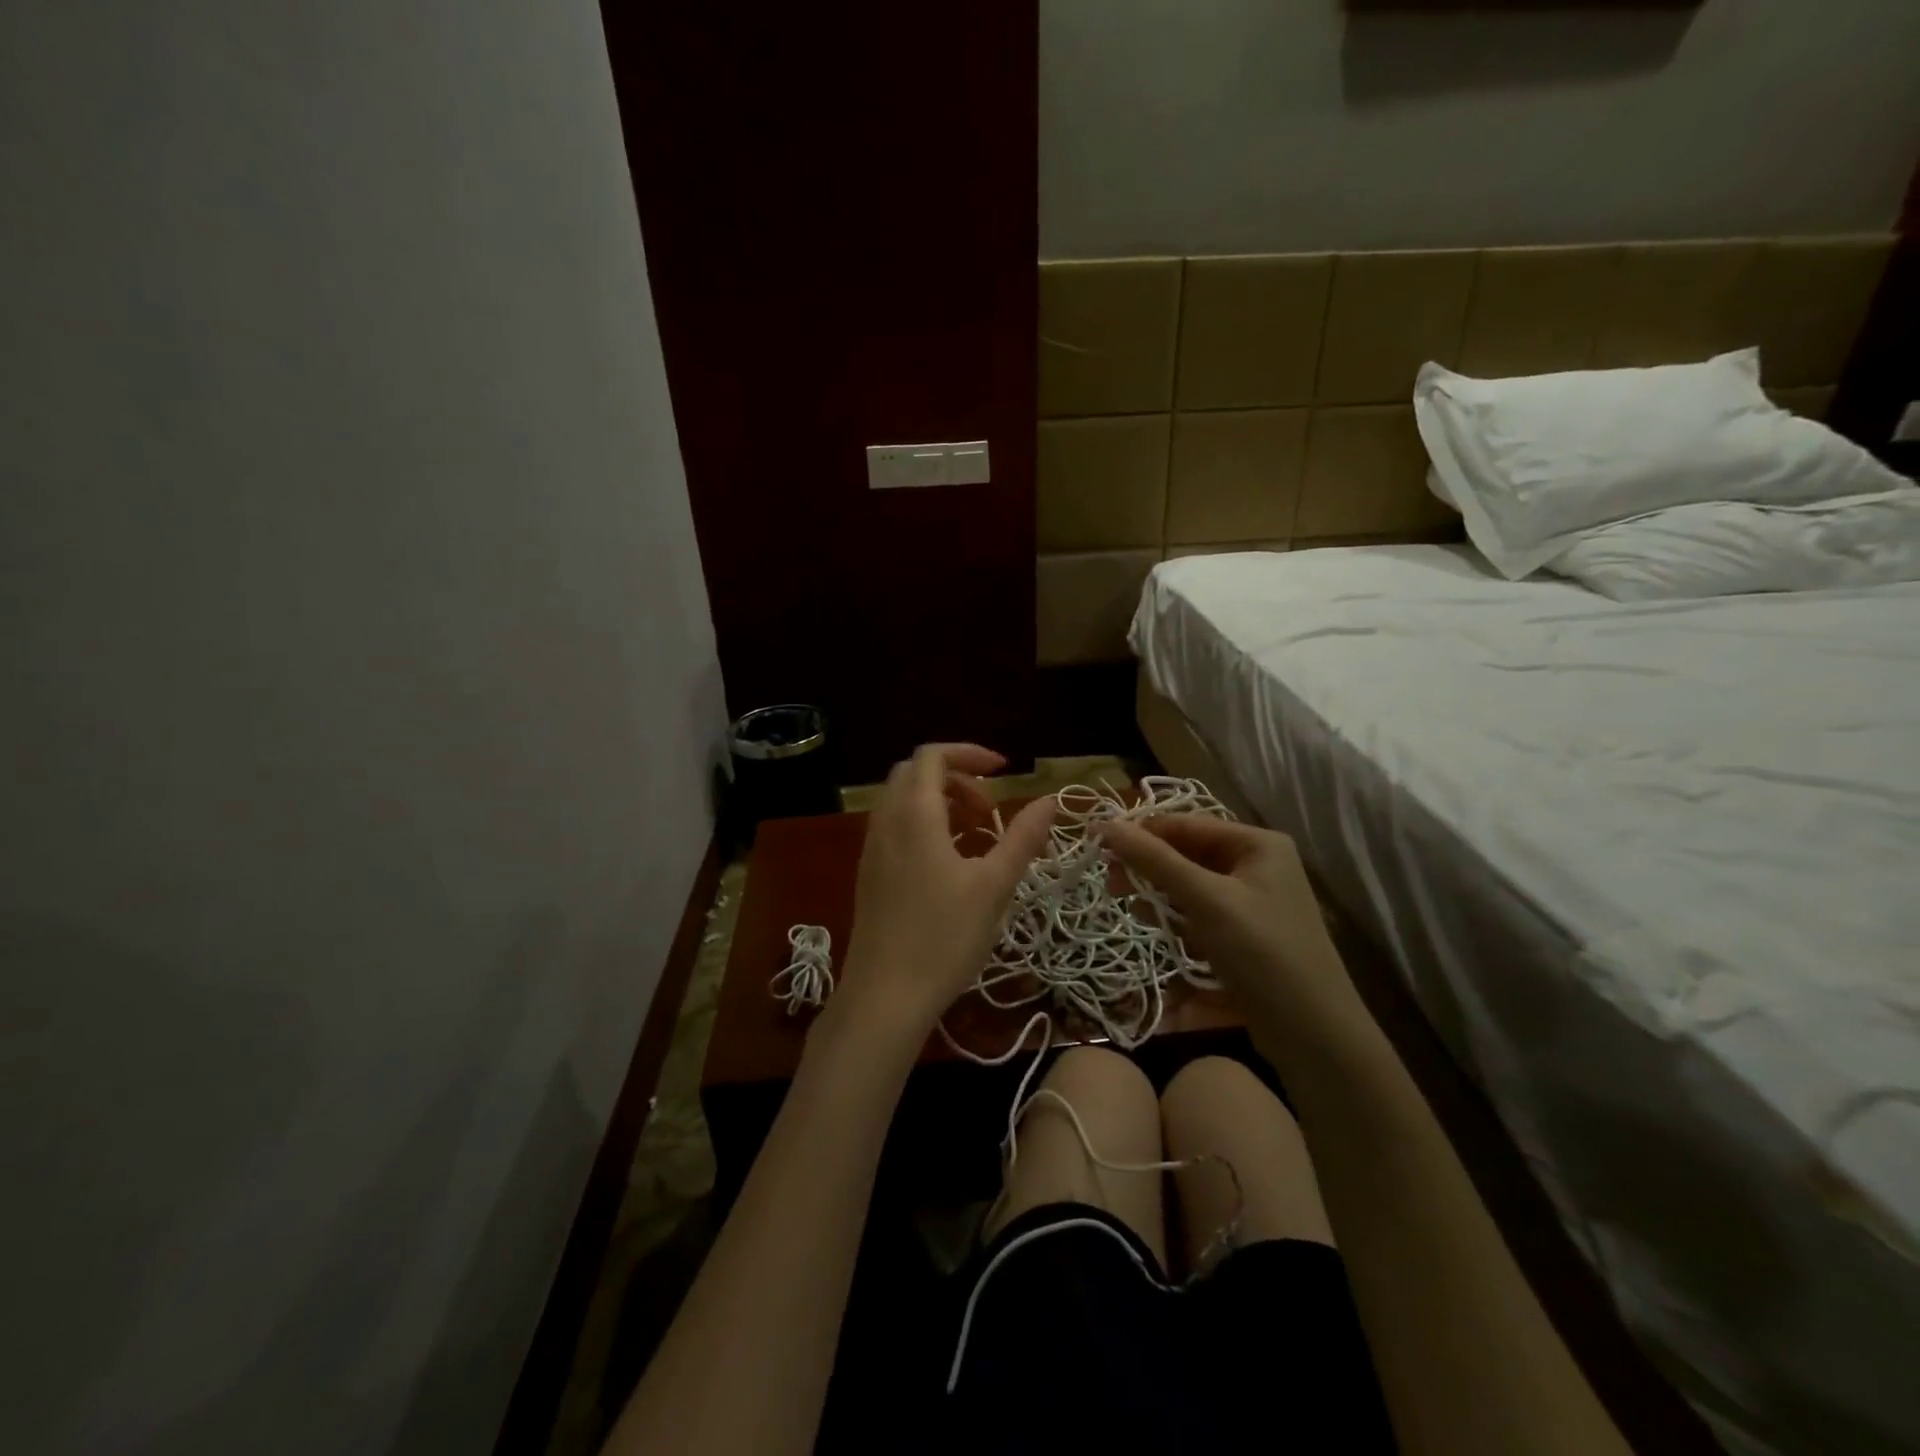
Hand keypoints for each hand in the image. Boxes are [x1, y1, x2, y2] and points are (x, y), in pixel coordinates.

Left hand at [836, 743, 1054, 1039]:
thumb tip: (1049, 800)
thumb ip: (1022, 838)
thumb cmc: (944, 938)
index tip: (1004, 771)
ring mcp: (872, 848)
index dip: (969, 753)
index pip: (932, 755)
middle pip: (915, 773)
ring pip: (903, 801)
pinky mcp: (869, 873)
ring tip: (976, 834)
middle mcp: (886, 822)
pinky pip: (895, 827)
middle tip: (990, 808)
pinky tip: (949, 862)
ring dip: (940, 801)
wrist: (885, 997)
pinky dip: (924, 824)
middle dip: (956, 777)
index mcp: (914, 814)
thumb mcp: (994, 886)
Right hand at [1099, 816, 1357, 1027]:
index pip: (1185, 824)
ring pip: (1189, 883)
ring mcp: (1252, 900)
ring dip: (1158, 893)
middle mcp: (1257, 864)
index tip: (1096, 845)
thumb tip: (1104, 824)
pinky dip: (1176, 916)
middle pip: (1187, 852)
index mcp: (1257, 843)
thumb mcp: (1205, 900)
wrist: (1313, 1033)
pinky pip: (1199, 910)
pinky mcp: (1244, 932)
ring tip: (1133, 910)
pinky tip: (1158, 928)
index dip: (1140, 832)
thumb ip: (1154, 860)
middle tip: (1110, 882)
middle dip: (1148, 867)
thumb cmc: (1261, 952)